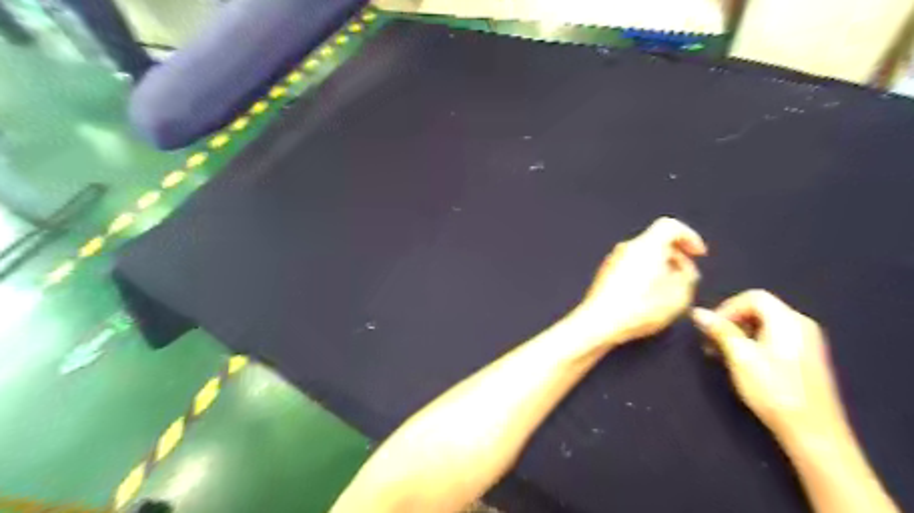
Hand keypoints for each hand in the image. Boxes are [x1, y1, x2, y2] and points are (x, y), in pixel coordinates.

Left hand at [569, 216, 704, 345]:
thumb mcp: (678, 296)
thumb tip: (683, 269)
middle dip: (676, 255)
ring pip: (643, 254)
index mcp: (647, 246)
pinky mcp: (605, 272)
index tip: (699, 255)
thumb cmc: (640, 308)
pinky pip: (631, 264)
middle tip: (685, 276)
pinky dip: (644, 272)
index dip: (689, 237)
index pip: (670, 226)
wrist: (599, 322)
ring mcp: (613, 259)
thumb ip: (687, 277)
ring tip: (668, 289)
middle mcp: (628, 247)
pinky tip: (648, 295)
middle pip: (656, 240)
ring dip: (660, 266)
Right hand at [693, 293, 848, 445]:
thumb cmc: (774, 391)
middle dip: (732, 321)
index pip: (753, 297)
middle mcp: (801, 325)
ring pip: (765, 323)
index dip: (727, 307)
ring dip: (740, 333)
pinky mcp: (806, 356)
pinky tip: (743, 362)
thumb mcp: (741, 357)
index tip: (710, 328)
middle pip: (759, 308)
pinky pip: (775, 337)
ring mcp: (807, 341)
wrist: (813, 433)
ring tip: (723, 354)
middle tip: (712, 342)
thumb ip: (721, 331)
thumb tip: (698, 312)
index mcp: (788, 320)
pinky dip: (754, 342)